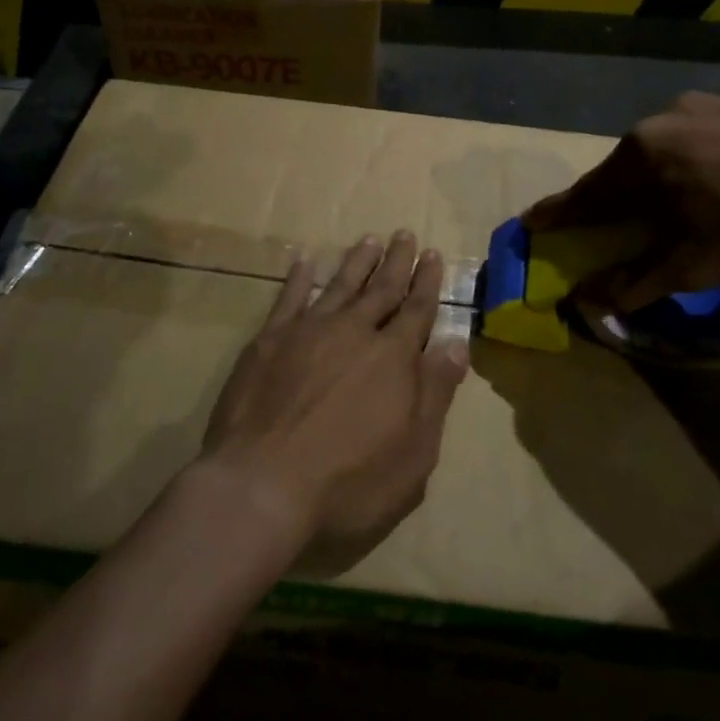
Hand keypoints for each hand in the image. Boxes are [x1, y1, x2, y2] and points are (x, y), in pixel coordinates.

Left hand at [201, 231, 470, 557]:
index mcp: (393, 358)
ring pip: (340, 285)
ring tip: (369, 239)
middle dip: (397, 261)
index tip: (433, 255)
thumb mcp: (414, 453)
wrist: (262, 486)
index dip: (427, 282)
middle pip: (381, 289)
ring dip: (357, 261)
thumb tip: (457, 343)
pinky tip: (305, 261)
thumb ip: (435, 393)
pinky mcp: (269, 340)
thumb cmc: (349, 482)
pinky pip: (289, 297)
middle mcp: (354, 332)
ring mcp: (309, 331)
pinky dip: (300, 277)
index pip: (418, 310)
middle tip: (405, 235)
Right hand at [523, 92, 719, 312]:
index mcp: (642, 155)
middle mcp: (664, 121)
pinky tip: (715, 185)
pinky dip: (691, 167)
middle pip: (623, 168)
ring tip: (664, 207)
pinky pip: (700, 141)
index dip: (559, 213)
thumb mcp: (694, 264)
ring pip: (662, 152)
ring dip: (654, 181)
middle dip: (610, 199)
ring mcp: (708, 107)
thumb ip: (636, 282)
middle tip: (602, 222)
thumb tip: (587, 300)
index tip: (531, 221)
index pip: (586, 193)